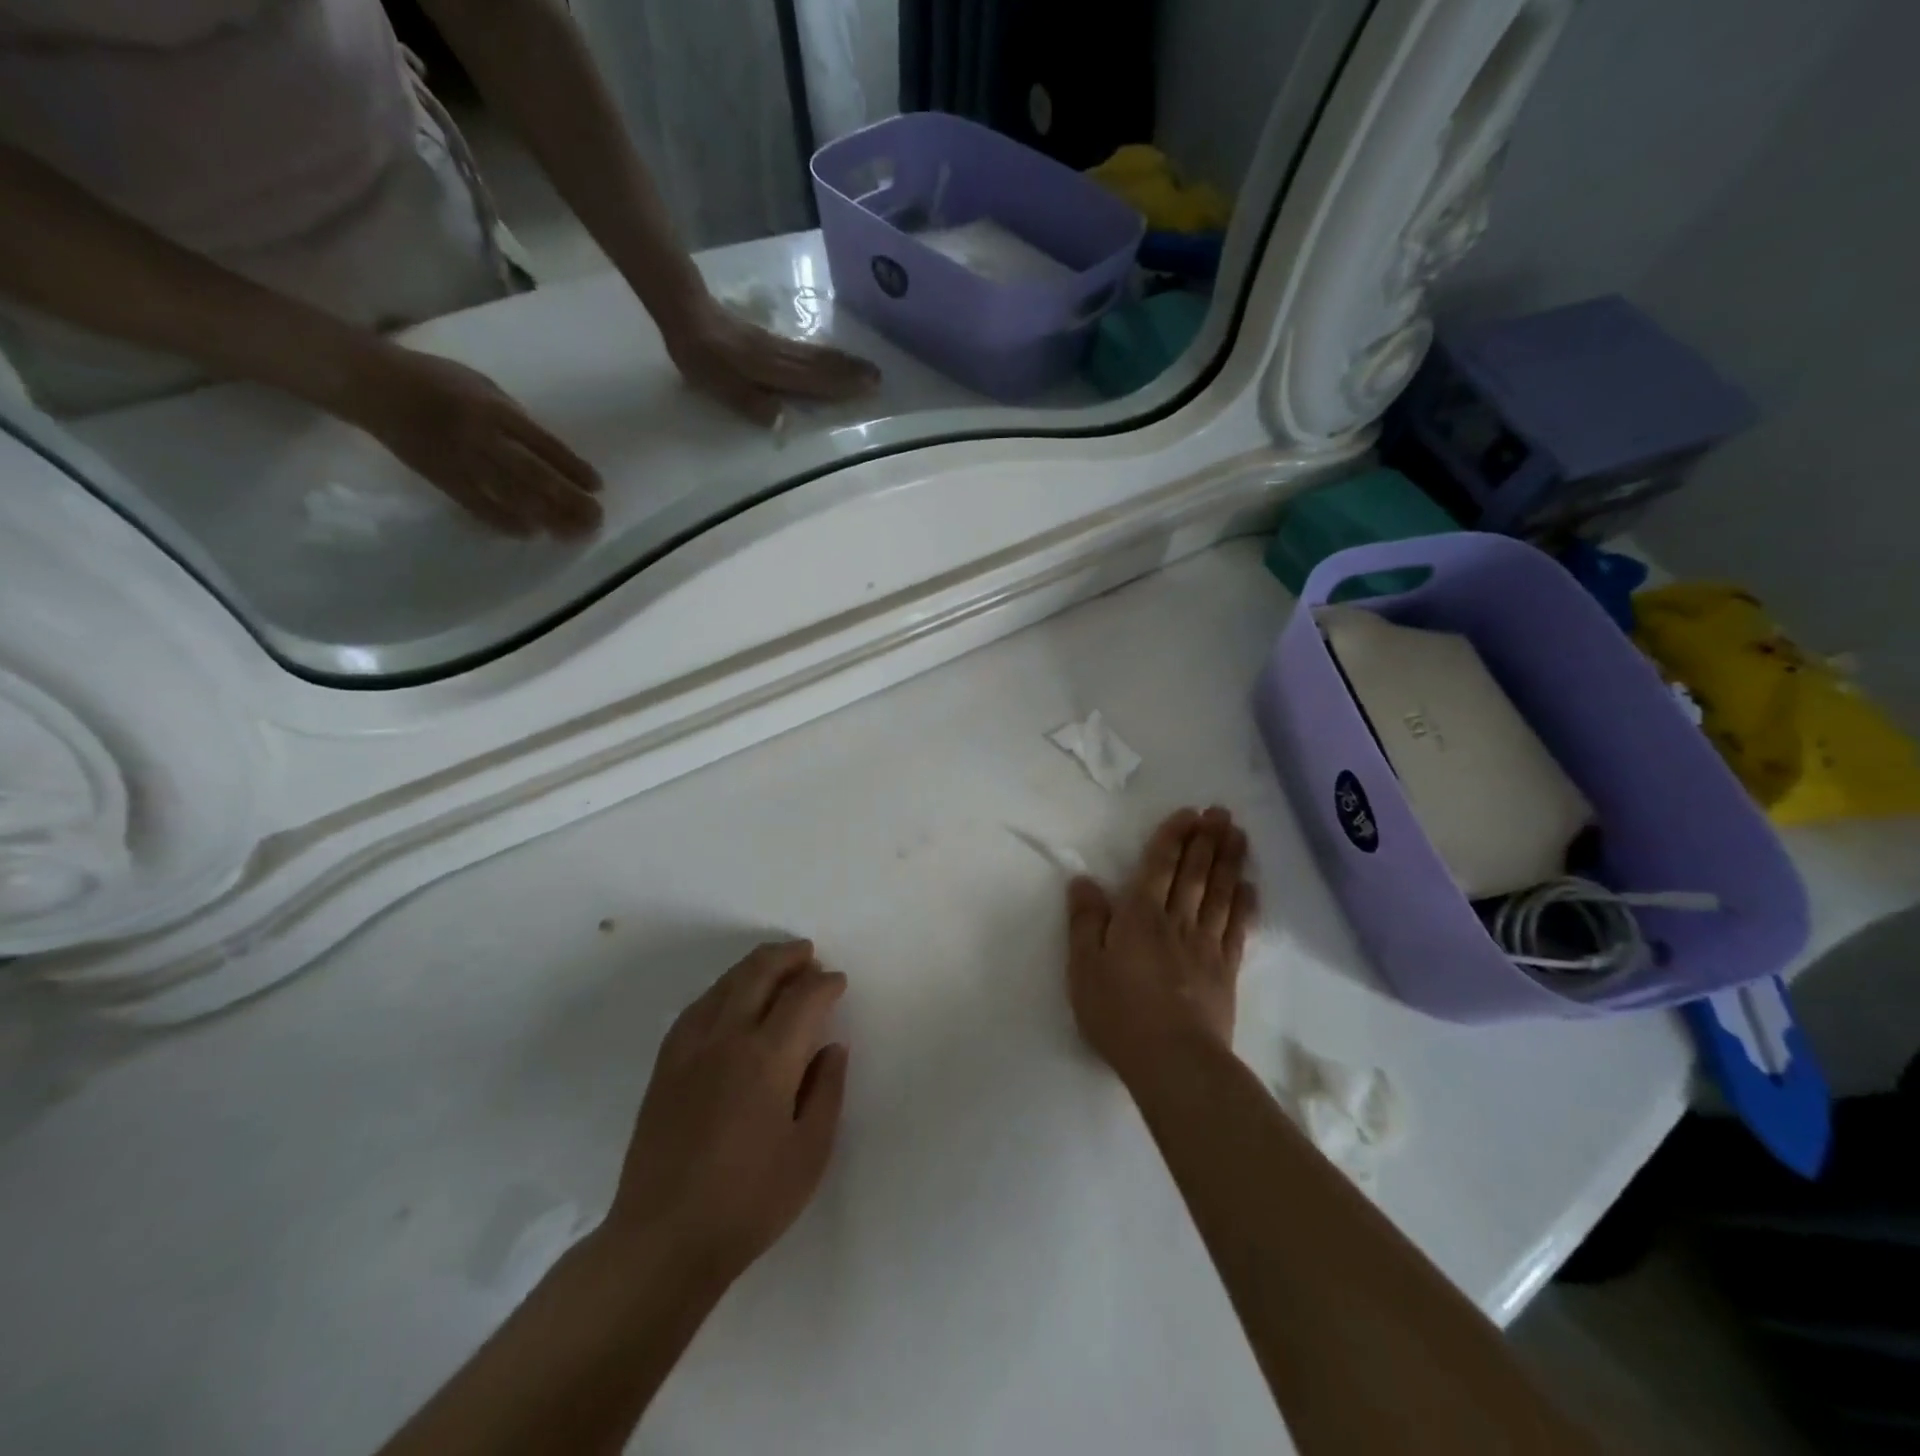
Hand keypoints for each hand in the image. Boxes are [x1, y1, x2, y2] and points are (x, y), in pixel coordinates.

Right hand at [348, 346, 603, 537]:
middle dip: (569, 500)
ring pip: (512, 494)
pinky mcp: (441, 477)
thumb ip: (514, 417)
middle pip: (535, 475)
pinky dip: (505, 521)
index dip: (573, 467)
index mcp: (495, 410)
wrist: (371, 383)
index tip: (598, 486)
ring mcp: (461, 459)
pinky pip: (477, 504)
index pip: (544, 444)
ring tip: (574, 534)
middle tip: (596, 519)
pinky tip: (531, 533)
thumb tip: (547, 450)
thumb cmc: (435, 380)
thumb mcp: (482, 385)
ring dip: (547, 516)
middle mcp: (483, 436)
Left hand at [607, 941, 849, 1282]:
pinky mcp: (665, 1067)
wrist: (662, 1240)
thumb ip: (827, 1092)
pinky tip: (729, 998)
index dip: (825, 983)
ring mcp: (689, 1049)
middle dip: (788, 957)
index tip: (838, 983)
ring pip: (725, 984)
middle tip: (808, 955)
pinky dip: (722, 989)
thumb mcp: (809, 1153)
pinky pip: (697, 1007)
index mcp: (768, 1059)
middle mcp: (727, 1039)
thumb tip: (831, 1047)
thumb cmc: (749, 1202)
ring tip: (776, 966)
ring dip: (754, 966)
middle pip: (758, 974)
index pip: (803, 998)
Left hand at [658, 289, 879, 426]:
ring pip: (817, 356)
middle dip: (851, 373)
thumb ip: (748, 401)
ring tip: (868, 368)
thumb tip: (782, 419)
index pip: (812, 380)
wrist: (685, 310)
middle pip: (821, 366)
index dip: (840, 386)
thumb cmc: (699, 354)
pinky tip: (835, 358)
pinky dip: (826, 355)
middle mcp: (780, 357)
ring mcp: (777, 347)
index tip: (868, 389)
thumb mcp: (716, 384)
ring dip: (844, 363)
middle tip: (879, 379)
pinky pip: (807, 351)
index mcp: (770, 369)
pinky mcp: (771, 341)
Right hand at [1065, 807, 1257, 1084]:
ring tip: (1239, 835)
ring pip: (1220, 893)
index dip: (1173, 837)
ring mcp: (1206, 945)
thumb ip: (1085, 920)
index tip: (1189, 813)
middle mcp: (1176, 921)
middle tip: (1221, 812)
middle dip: (1207, 840)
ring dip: (1230, 861)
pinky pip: (1238, 929)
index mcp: (1139, 916)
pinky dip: (1245, 905)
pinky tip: (1251, 888)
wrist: (1173, 1060)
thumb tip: (1084, 880)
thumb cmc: (1118, 1012)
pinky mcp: (1226, 971)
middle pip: (1195, 873)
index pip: (1158, 866)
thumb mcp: (1084, 966)